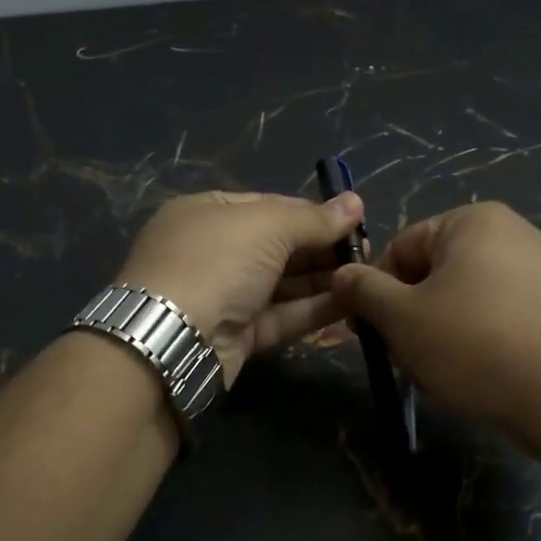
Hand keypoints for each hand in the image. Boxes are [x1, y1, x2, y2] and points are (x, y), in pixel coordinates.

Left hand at [115, 190, 364, 385]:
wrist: (171, 338)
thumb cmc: (216, 262)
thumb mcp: (266, 226)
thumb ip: (313, 218)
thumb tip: (355, 202)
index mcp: (207, 212)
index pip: (269, 206)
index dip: (312, 212)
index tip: (355, 221)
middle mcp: (213, 251)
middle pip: (278, 245)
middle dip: (322, 248)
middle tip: (368, 252)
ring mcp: (223, 295)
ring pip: (282, 284)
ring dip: (324, 280)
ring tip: (368, 277)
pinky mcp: (236, 335)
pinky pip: (281, 315)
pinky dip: (314, 309)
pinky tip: (352, 303)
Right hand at [331, 202, 540, 472]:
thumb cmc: (476, 345)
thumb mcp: (403, 318)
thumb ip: (364, 291)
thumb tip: (343, 273)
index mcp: (472, 221)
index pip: (400, 247)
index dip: (375, 290)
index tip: (367, 332)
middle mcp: (511, 233)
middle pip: (433, 273)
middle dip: (410, 315)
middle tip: (404, 357)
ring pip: (463, 299)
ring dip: (439, 332)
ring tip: (441, 372)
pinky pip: (499, 316)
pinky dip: (478, 340)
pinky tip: (478, 375)